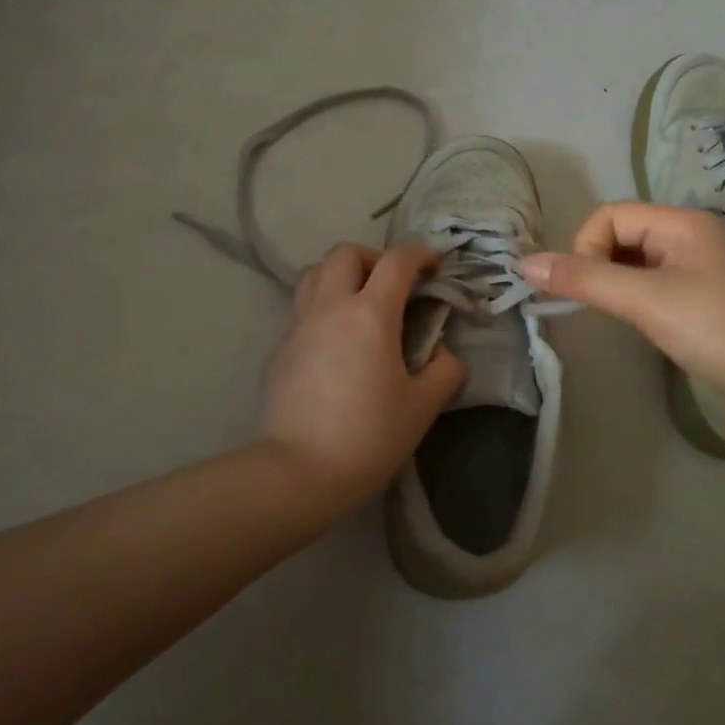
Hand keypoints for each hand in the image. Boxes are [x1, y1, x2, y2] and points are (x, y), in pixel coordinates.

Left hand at [261, 243, 465, 505]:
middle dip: (374, 258)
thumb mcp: (424, 406)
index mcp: (370, 314)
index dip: (420, 255)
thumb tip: (440, 353)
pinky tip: (337, 345)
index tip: (434, 269)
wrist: (299, 472)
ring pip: (314, 274)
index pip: (397, 260)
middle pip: (345, 252)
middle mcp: (330, 307)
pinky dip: (323, 309)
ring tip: (360, 304)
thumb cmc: (369, 436)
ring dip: (341, 275)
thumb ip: (444, 369)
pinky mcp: (280, 350)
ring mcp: (299, 326)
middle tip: (392, 286)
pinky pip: (302, 309)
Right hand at [522, 202, 724, 414]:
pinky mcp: (705, 300)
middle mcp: (690, 237)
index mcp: (680, 222)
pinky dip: (637, 300)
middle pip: (623, 236)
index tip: (588, 289)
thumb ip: (584, 279)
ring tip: (621, 318)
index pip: (610, 216)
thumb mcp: (644, 299)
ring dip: (617, 284)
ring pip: (637, 264)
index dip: (586, 247)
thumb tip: (524, 263)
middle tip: (600, 306)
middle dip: (599, 266)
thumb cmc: (715, 328)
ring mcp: (700, 269)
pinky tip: (644, 326)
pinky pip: (656, 286)